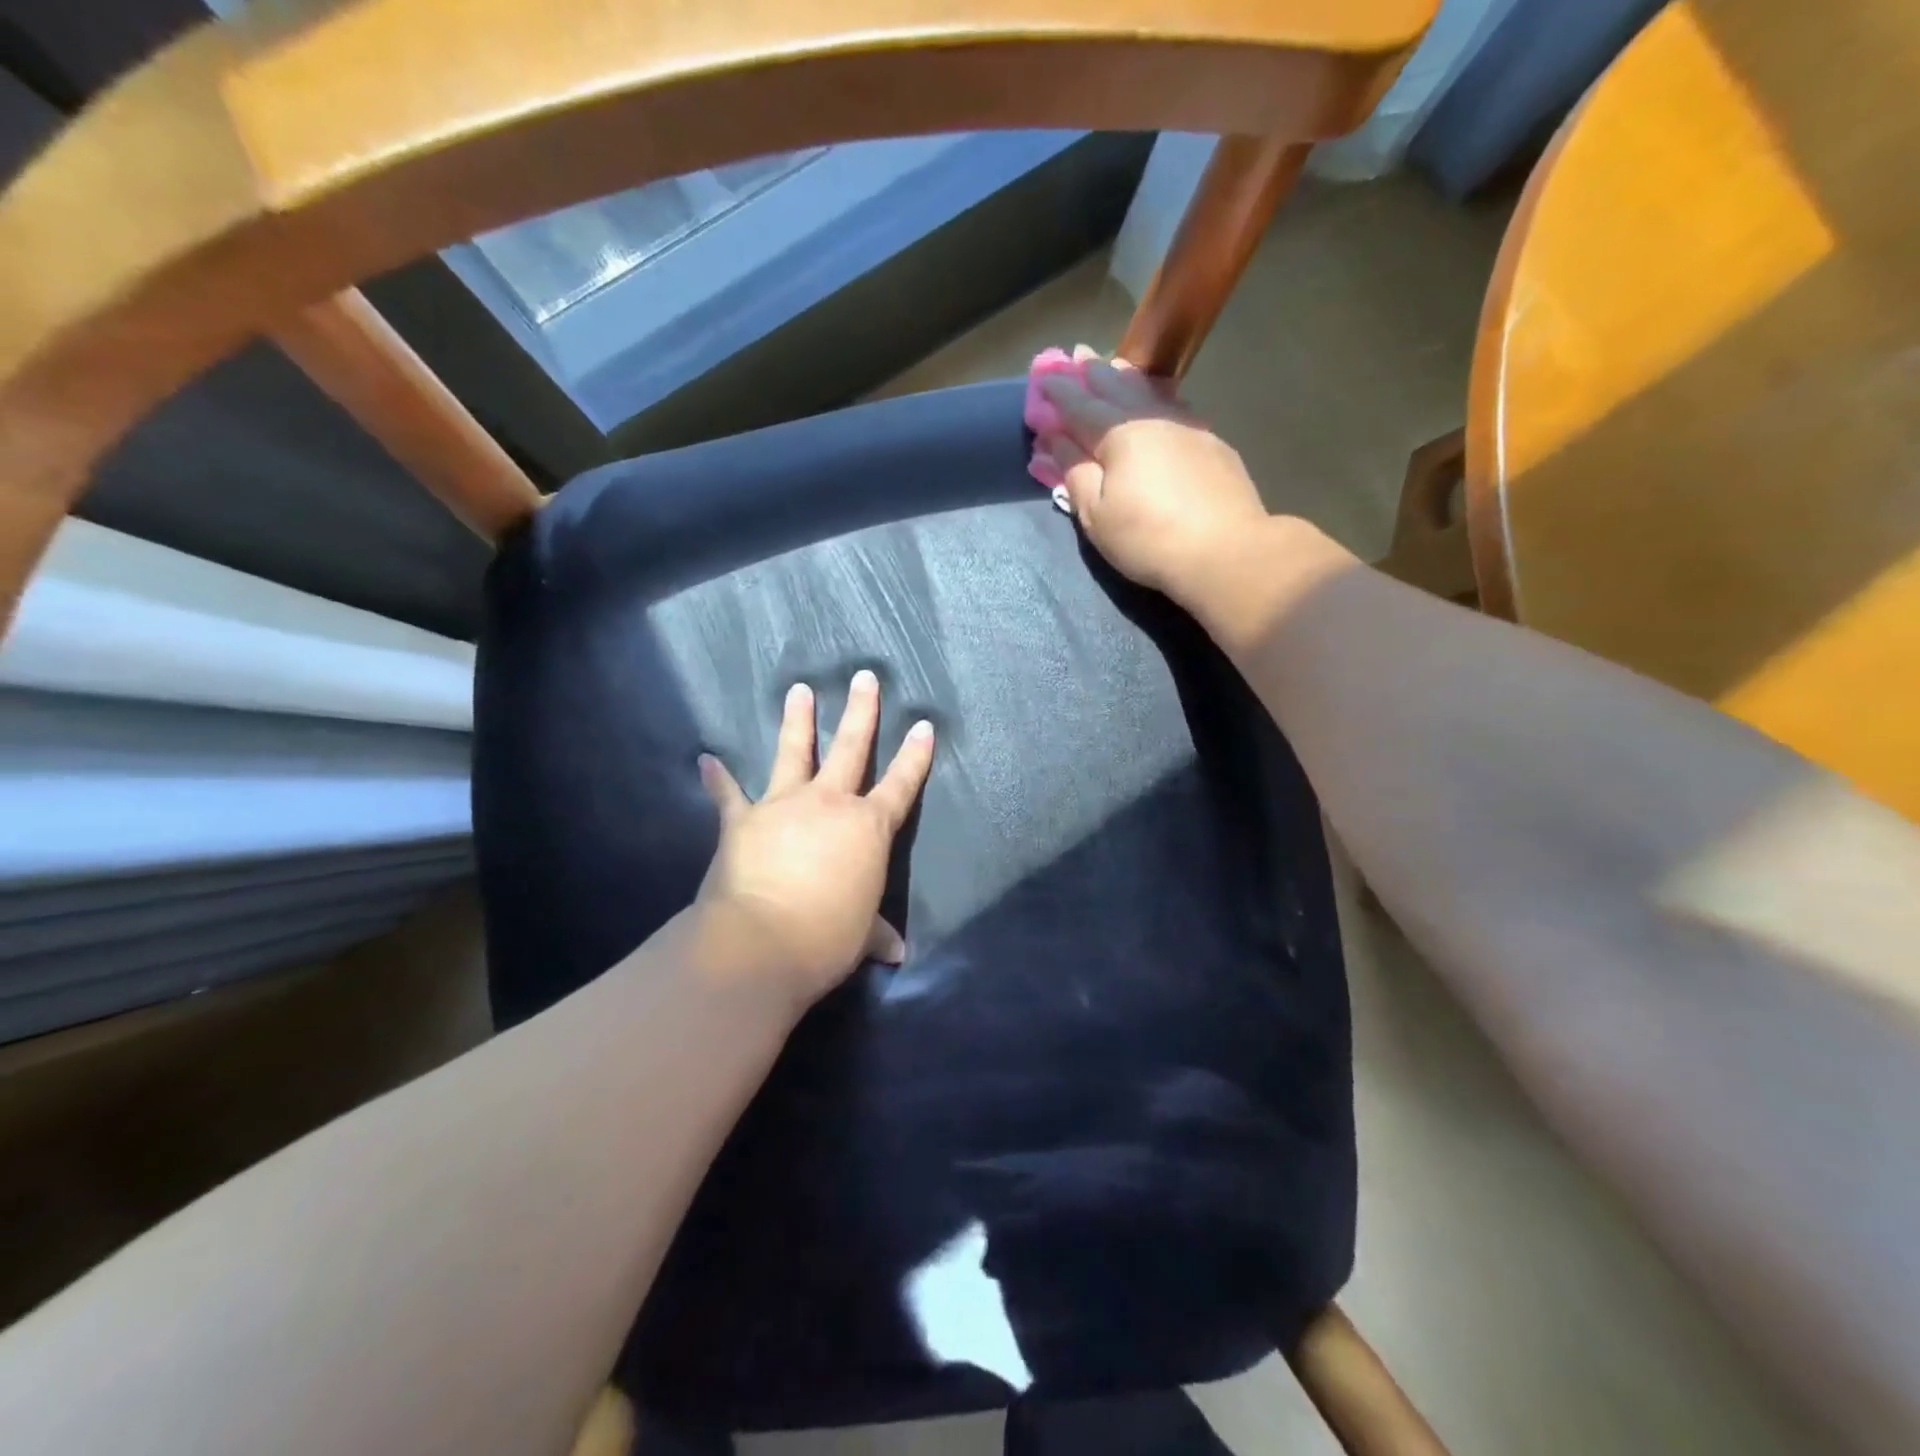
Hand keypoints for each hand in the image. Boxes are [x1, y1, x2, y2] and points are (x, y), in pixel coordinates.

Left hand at [696, 671, 933, 1007]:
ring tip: (798, 689)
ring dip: (796, 721)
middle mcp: (829, 804)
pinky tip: (706, 760)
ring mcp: (783, 805)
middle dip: (860, 712)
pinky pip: (728, 794)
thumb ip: (877, 934)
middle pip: (850, 748)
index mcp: (868, 828)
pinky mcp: (743, 820)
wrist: (761, 943)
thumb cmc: (826, 938)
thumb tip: (897, 953)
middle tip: (864, 677)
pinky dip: (717, 779)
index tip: (924, 725)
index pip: (900, 784)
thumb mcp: (861, 936)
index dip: (915, 756)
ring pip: (793, 752)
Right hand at [1033, 346, 1269, 603]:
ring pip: (1150, 392)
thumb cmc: (1148, 538)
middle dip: (1093, 372)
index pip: (1080, 406)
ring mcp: (1187, 428)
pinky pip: (1175, 407)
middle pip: (1117, 388)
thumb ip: (1075, 473)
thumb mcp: (1096, 515)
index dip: (1059, 393)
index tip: (1043, 379)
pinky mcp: (1212, 444)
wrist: (1225, 551)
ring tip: (1114, 365)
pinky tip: (1158, 399)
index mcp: (1118, 434)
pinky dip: (1158, 396)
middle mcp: (1152, 419)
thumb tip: (1056, 440)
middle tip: (1078, 354)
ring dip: (1127, 377)